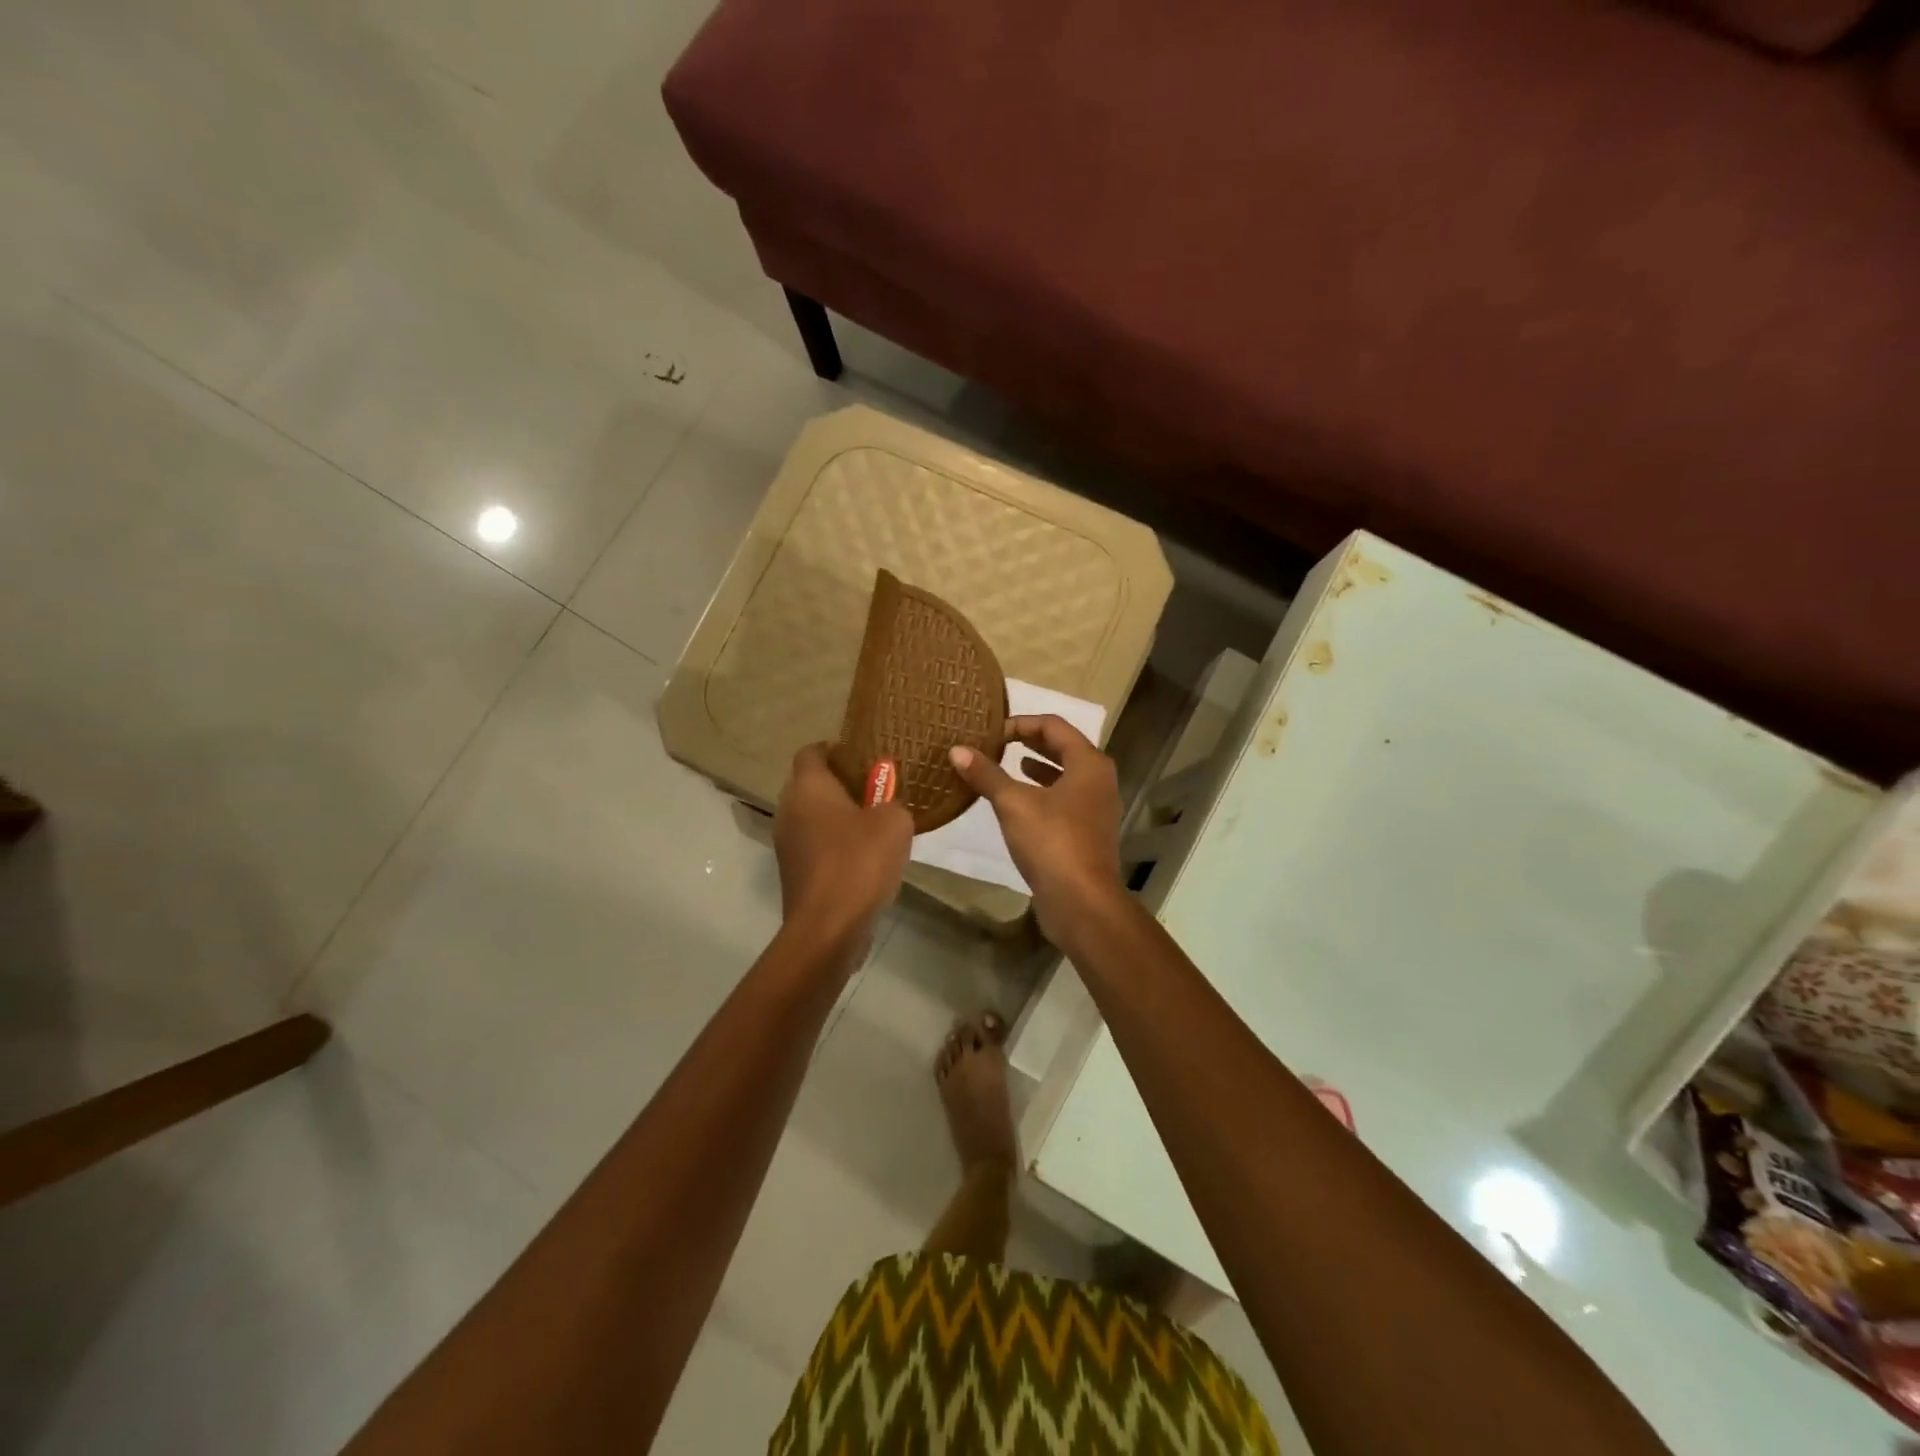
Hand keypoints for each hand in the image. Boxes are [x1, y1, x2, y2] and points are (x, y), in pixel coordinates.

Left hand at [774, 744, 913, 953]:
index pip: (812, 751)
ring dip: (840, 818)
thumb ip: (893, 803)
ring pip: (814, 817)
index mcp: (808, 787)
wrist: (829, 927)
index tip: (865, 758)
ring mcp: (786, 843)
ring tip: (876, 826)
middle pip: (812, 785)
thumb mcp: (895, 821)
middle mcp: (789, 809)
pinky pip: (816, 845)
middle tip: (878, 791)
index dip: (837, 749)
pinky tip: (865, 859)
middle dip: (842, 785)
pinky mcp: (794, 872)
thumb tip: (886, 807)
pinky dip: (836, 845)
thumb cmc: (860, 861)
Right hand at [949, 715, 1124, 943]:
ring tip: (1009, 764)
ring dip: (1038, 768)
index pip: (1054, 726)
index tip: (992, 731)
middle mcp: (1099, 780)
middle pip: (1064, 748)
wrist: (1082, 902)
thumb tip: (957, 750)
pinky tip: (1019, 803)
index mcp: (1089, 763)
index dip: (1022, 723)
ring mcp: (1097, 809)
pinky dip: (1042, 793)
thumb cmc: (1052, 842)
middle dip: (1030, 742)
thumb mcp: (1013, 803)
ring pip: (1065, 776)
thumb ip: (986, 774)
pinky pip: (1064, 800)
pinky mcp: (1088, 833)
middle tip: (998, 742)